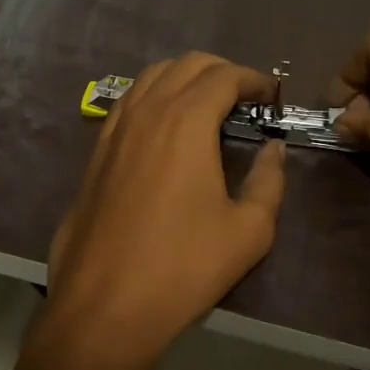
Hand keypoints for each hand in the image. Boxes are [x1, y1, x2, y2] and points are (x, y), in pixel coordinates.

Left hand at [47, 53, 286, 369]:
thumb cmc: (184, 267)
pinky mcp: (96, 151)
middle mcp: (148, 111)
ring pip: (151, 77)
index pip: (224, 76)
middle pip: (186, 64)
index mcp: (186, 120)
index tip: (271, 95)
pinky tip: (165, 127)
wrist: (105, 305)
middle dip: (221, 71)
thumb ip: (268, 181)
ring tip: (207, 105)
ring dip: (184, 78)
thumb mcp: (249, 231)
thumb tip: (273, 150)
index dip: (253, 79)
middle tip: (245, 97)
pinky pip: (128, 102)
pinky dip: (154, 96)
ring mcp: (115, 128)